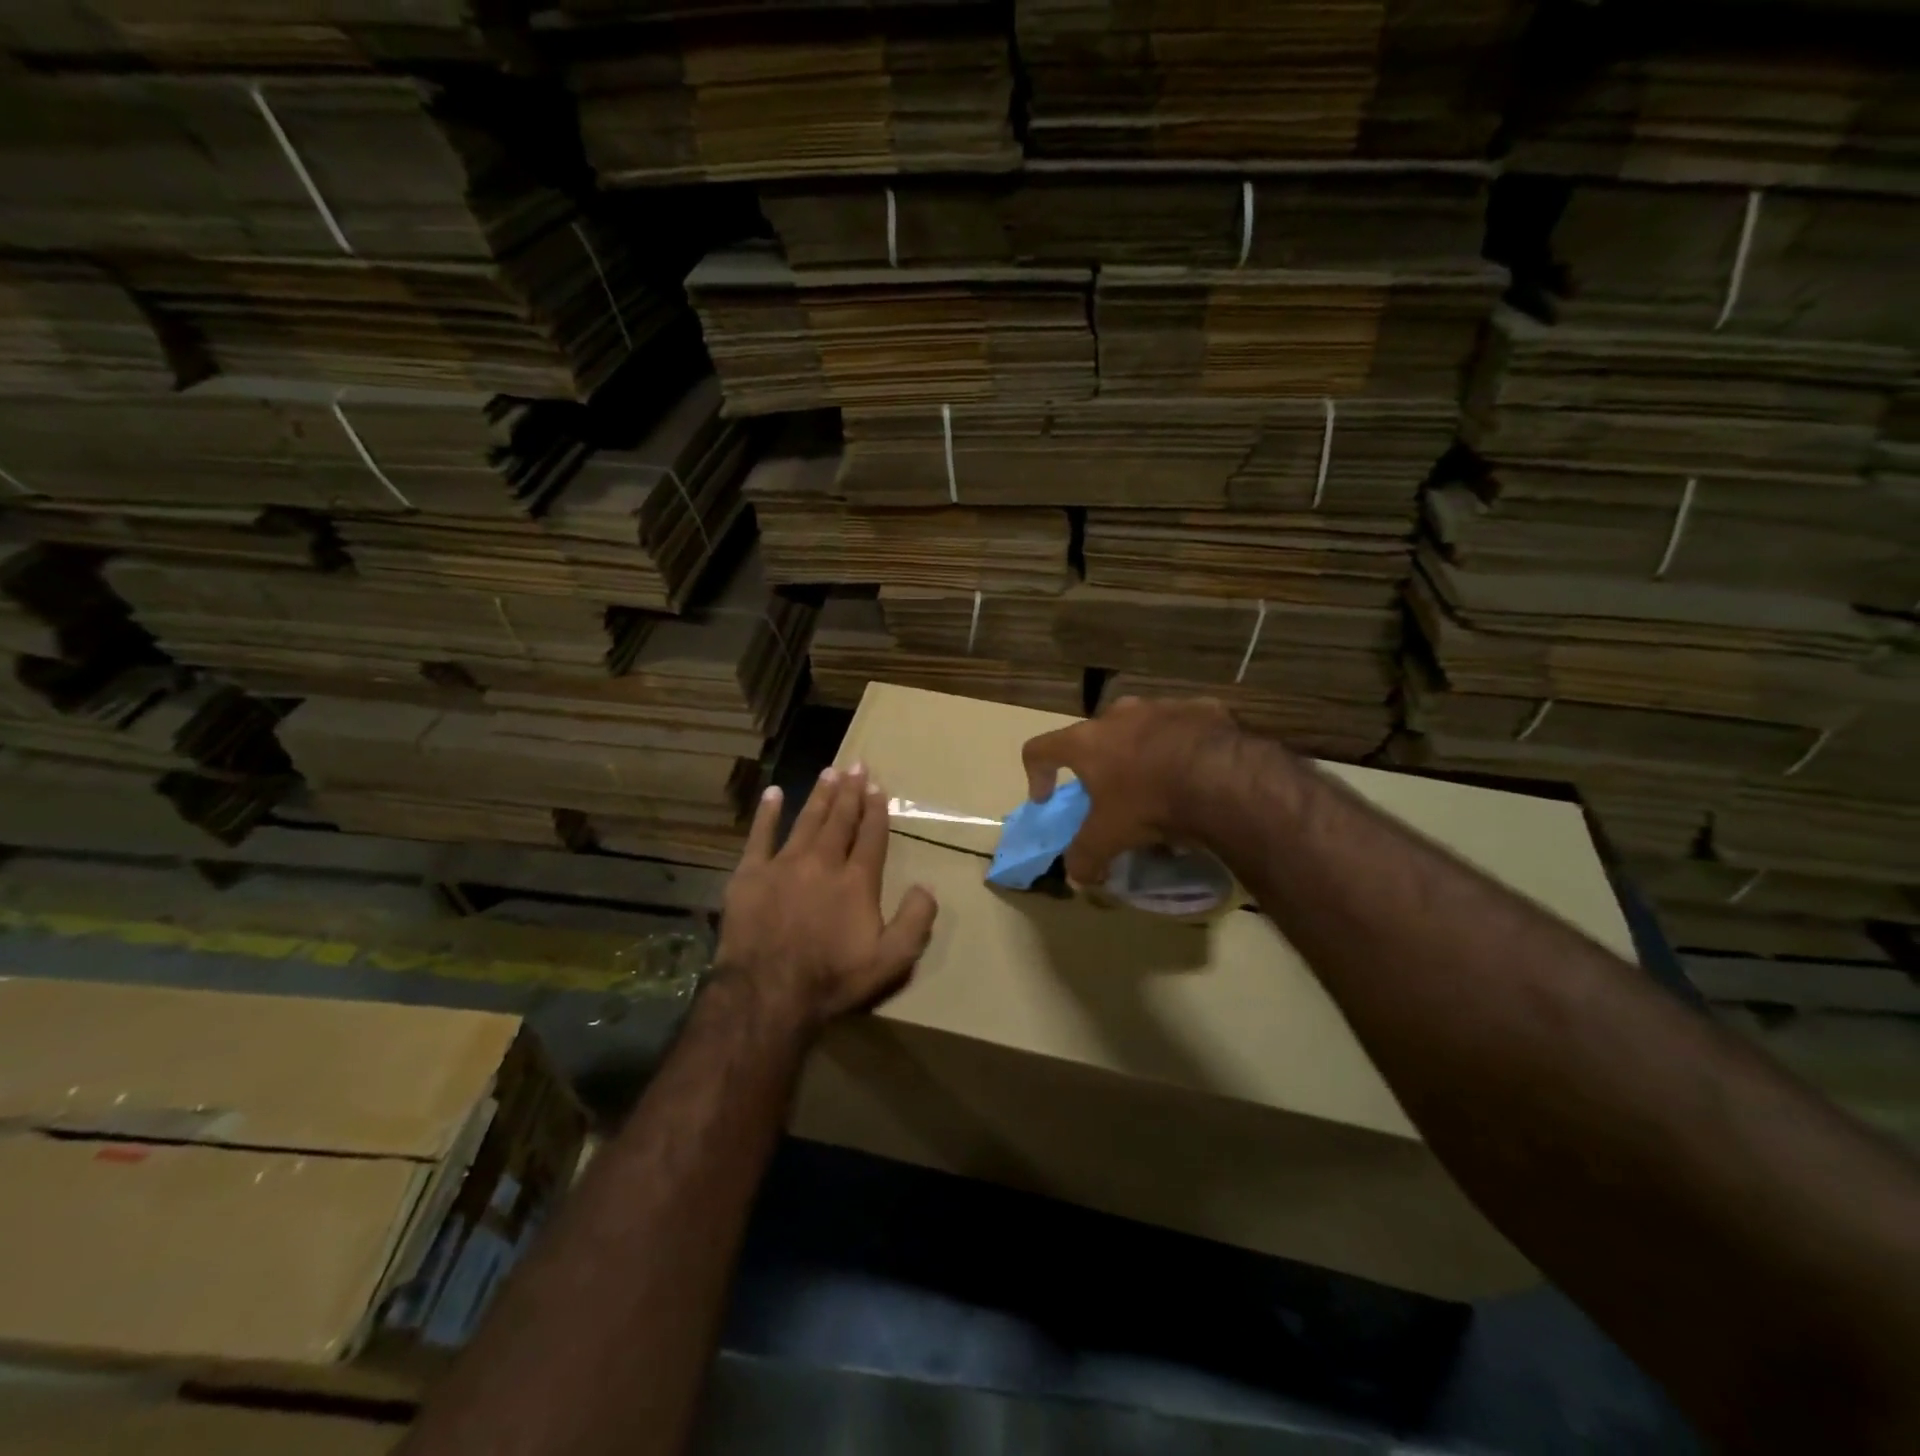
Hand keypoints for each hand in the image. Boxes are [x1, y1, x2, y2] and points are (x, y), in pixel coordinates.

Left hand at [715, 764, 938, 1028]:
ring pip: (807, 820)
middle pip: (840, 819)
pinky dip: (767, 813)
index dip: (876, 810)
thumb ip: (915, 920)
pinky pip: (760, 835)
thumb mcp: (891, 960)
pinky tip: (773, 793)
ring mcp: (784, 864)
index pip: (871, 836)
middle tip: (857, 765)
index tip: (878, 787)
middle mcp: (823, 862)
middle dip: (851, 791)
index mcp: (857, 880)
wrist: (767, 992)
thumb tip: (927, 886)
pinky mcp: (750, 874)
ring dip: (820, 795)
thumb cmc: (832, 978)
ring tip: (829, 772)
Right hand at [1022, 695, 1247, 883]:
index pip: (1039, 749)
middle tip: (1113, 794)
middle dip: (1099, 763)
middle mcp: (1119, 715)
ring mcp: (1162, 707)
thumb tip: (1076, 876)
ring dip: (1143, 752)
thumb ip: (1085, 855)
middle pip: (1095, 736)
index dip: (1036, 774)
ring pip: (1142, 728)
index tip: (1047, 799)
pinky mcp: (1203, 709)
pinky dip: (1184, 748)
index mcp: (1087, 741)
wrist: (1224, 778)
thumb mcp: (1110, 837)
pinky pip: (1185, 728)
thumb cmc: (1150, 803)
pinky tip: (1199, 774)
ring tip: (1161, 784)